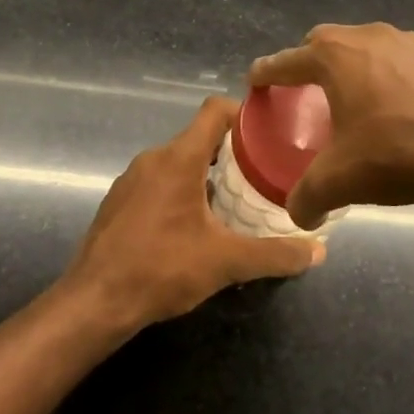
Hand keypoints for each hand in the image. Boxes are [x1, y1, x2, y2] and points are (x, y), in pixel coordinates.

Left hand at [58, 98, 324, 330]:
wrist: (94, 302)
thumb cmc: (162, 269)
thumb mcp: (227, 262)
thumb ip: (275, 254)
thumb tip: (319, 251)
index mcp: (179, 158)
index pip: (214, 110)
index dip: (244, 114)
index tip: (270, 133)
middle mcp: (153, 159)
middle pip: (200, 138)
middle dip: (233, 153)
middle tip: (263, 175)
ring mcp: (131, 180)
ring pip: (178, 162)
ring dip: (207, 175)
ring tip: (235, 202)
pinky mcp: (119, 202)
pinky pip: (159, 183)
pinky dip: (182, 192)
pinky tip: (195, 226)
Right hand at [250, 23, 413, 229]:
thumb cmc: (396, 154)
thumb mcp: (339, 181)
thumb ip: (306, 198)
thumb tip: (299, 215)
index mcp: (335, 57)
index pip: (286, 60)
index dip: (267, 72)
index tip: (256, 80)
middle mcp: (370, 37)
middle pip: (326, 43)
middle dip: (311, 63)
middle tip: (308, 92)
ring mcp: (411, 42)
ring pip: (368, 47)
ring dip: (354, 68)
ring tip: (357, 102)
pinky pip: (402, 60)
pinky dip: (390, 77)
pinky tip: (401, 109)